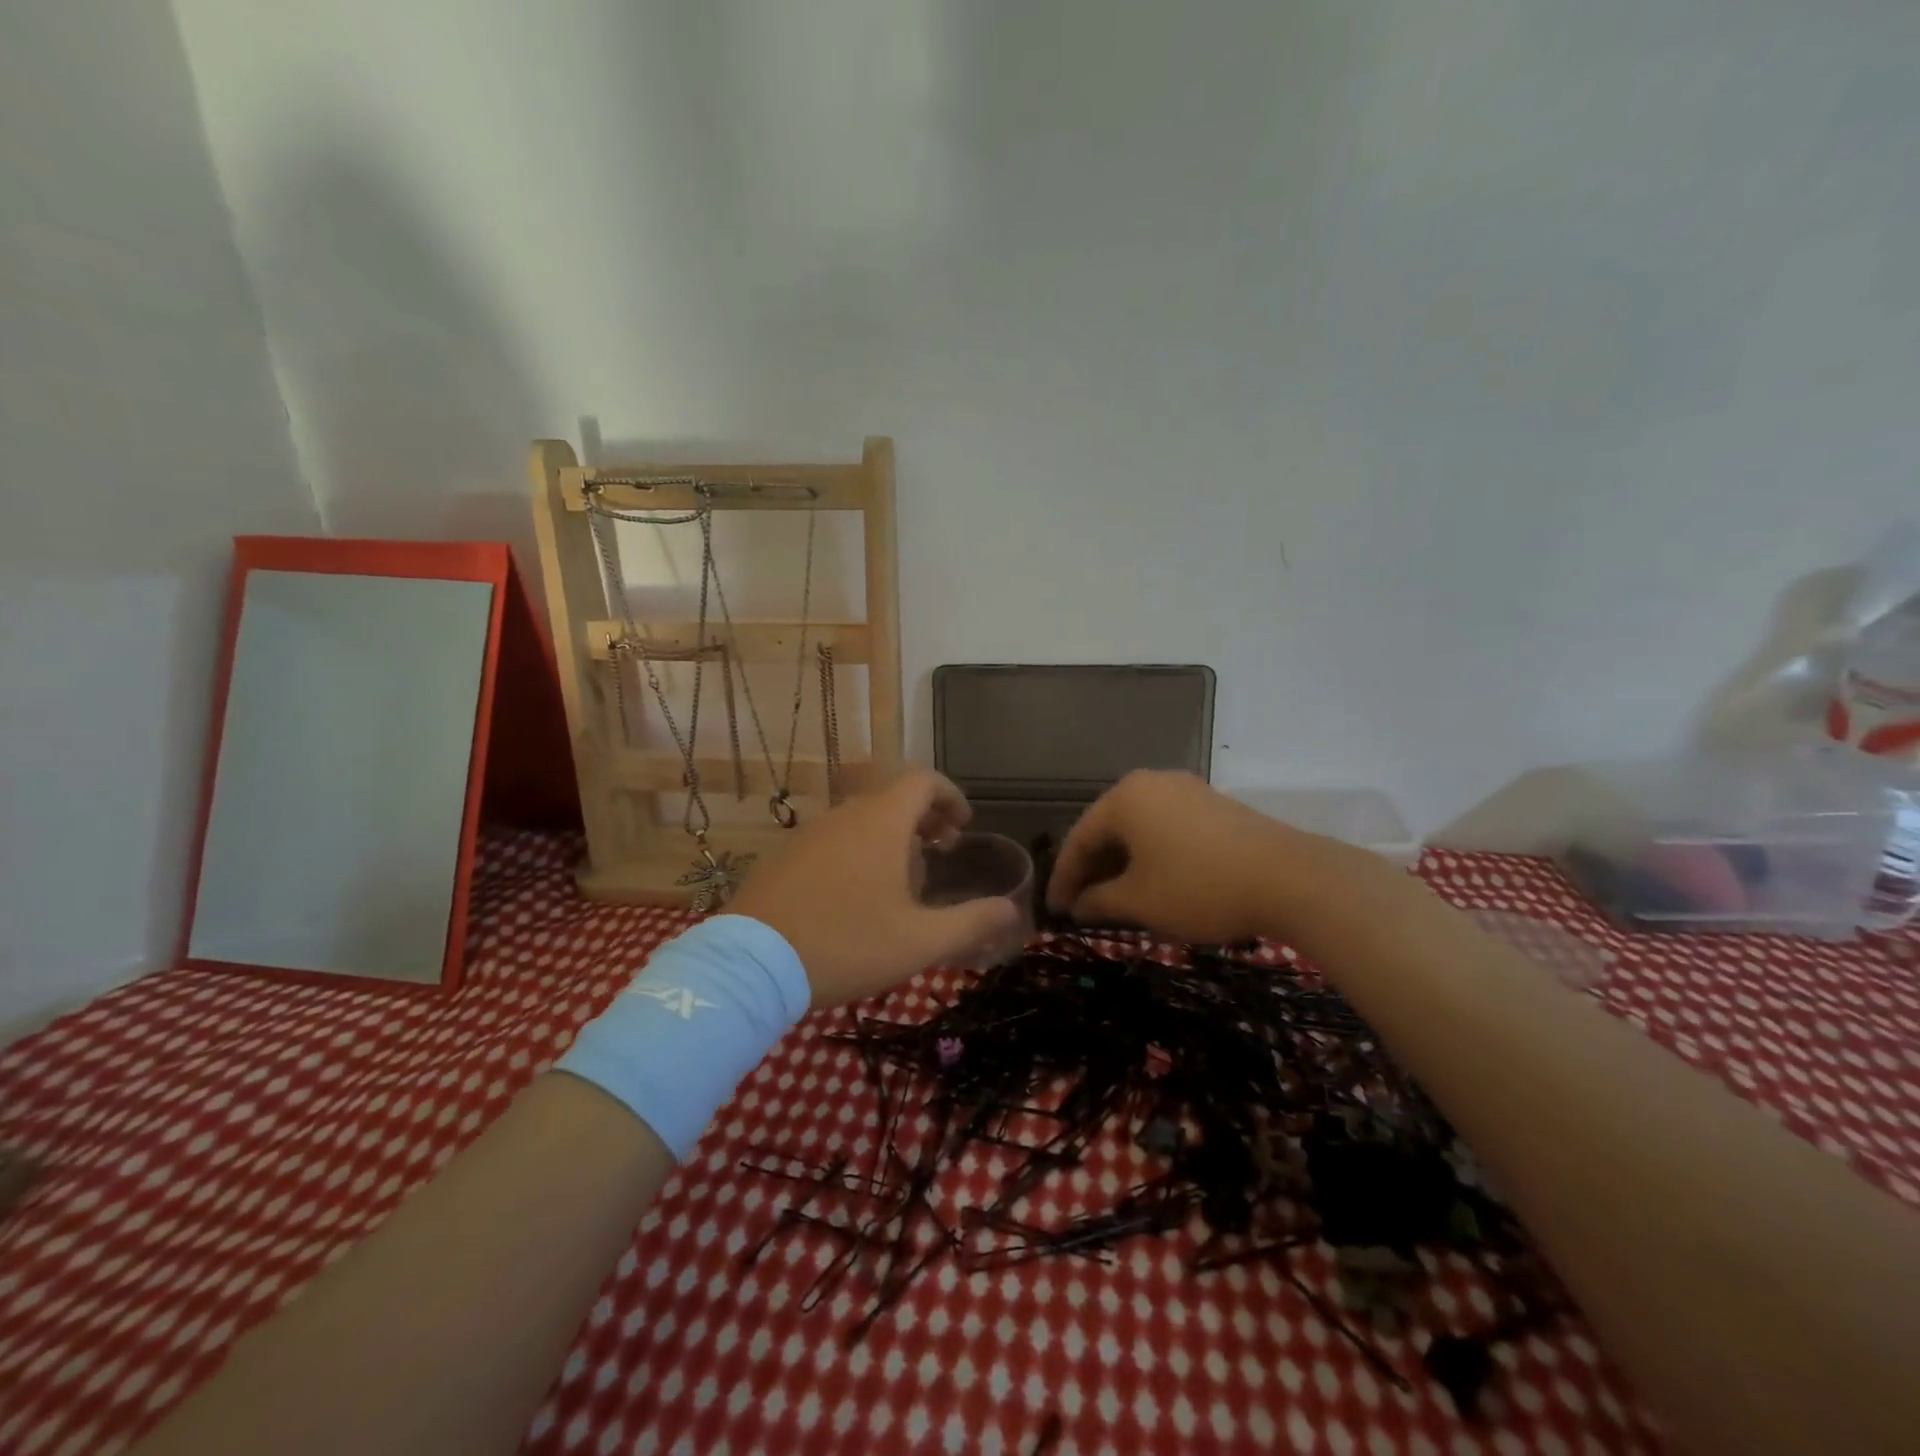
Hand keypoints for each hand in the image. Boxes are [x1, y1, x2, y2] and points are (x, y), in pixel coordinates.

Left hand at [728, 768, 1022, 1005]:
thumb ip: (972, 922)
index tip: (963, 826)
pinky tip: (856, 897)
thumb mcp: (919, 941)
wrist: (751, 966)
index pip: (923, 780)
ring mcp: (810, 833)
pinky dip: (859, 849)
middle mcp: (845, 815)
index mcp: (881, 821)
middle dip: (925, 818)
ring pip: (862, 818)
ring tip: (904, 881)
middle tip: (942, 852)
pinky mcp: (785, 855)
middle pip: (893, 797)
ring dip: (892, 836)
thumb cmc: (845, 944)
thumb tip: (1013, 911)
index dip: (950, 796)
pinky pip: (834, 838)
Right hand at [1046, 770, 1313, 942]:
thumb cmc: (1199, 887)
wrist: (1291, 878)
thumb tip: (1077, 906)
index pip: (1079, 839)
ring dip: (1122, 864)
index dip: (1064, 878)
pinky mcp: (1213, 805)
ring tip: (1116, 900)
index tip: (1054, 911)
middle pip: (1108, 829)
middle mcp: (1150, 783)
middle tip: (1082, 906)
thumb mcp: (1139, 901)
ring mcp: (1186, 791)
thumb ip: (1098, 902)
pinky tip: (1154, 883)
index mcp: (1124, 798)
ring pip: (1138, 829)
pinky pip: (1166, 828)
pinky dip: (1151, 856)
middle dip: (1093, 870)